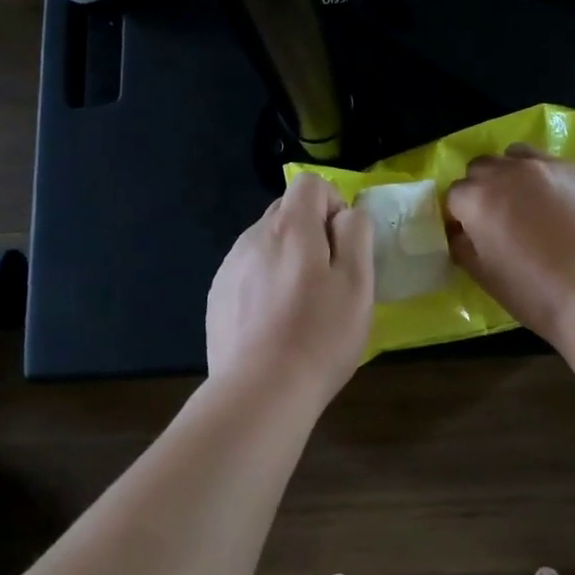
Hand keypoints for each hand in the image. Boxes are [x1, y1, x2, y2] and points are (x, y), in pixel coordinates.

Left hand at [206, 172, 373, 398]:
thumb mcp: (358, 282)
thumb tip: (346, 214)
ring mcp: (229, 266)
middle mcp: (253, 236)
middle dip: (311, 232)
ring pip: (266, 244)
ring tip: (300, 306)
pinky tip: (274, 323)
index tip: (344, 243)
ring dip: (286, 259)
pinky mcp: (217, 296)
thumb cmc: (320, 335)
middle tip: (328, 278)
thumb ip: (356, 234)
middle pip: (286, 212)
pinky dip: (264, 284)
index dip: (333, 204)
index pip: (310, 183)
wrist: (260, 391)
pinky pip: (247, 272)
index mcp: (290, 227)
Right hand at [445, 146, 574, 343]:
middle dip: (483, 188)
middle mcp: (509, 171)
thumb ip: (464, 247)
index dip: (460, 215)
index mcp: (478, 198)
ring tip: (529, 202)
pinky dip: (551, 181)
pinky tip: (567, 209)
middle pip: (482, 167)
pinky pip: (556, 166)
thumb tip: (461, 234)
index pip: (454, 194)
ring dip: (514, 173)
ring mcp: (549, 166)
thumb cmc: (536, 292)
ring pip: (518, 156)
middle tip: (498, 217)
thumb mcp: (485, 277)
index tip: (471, 234)